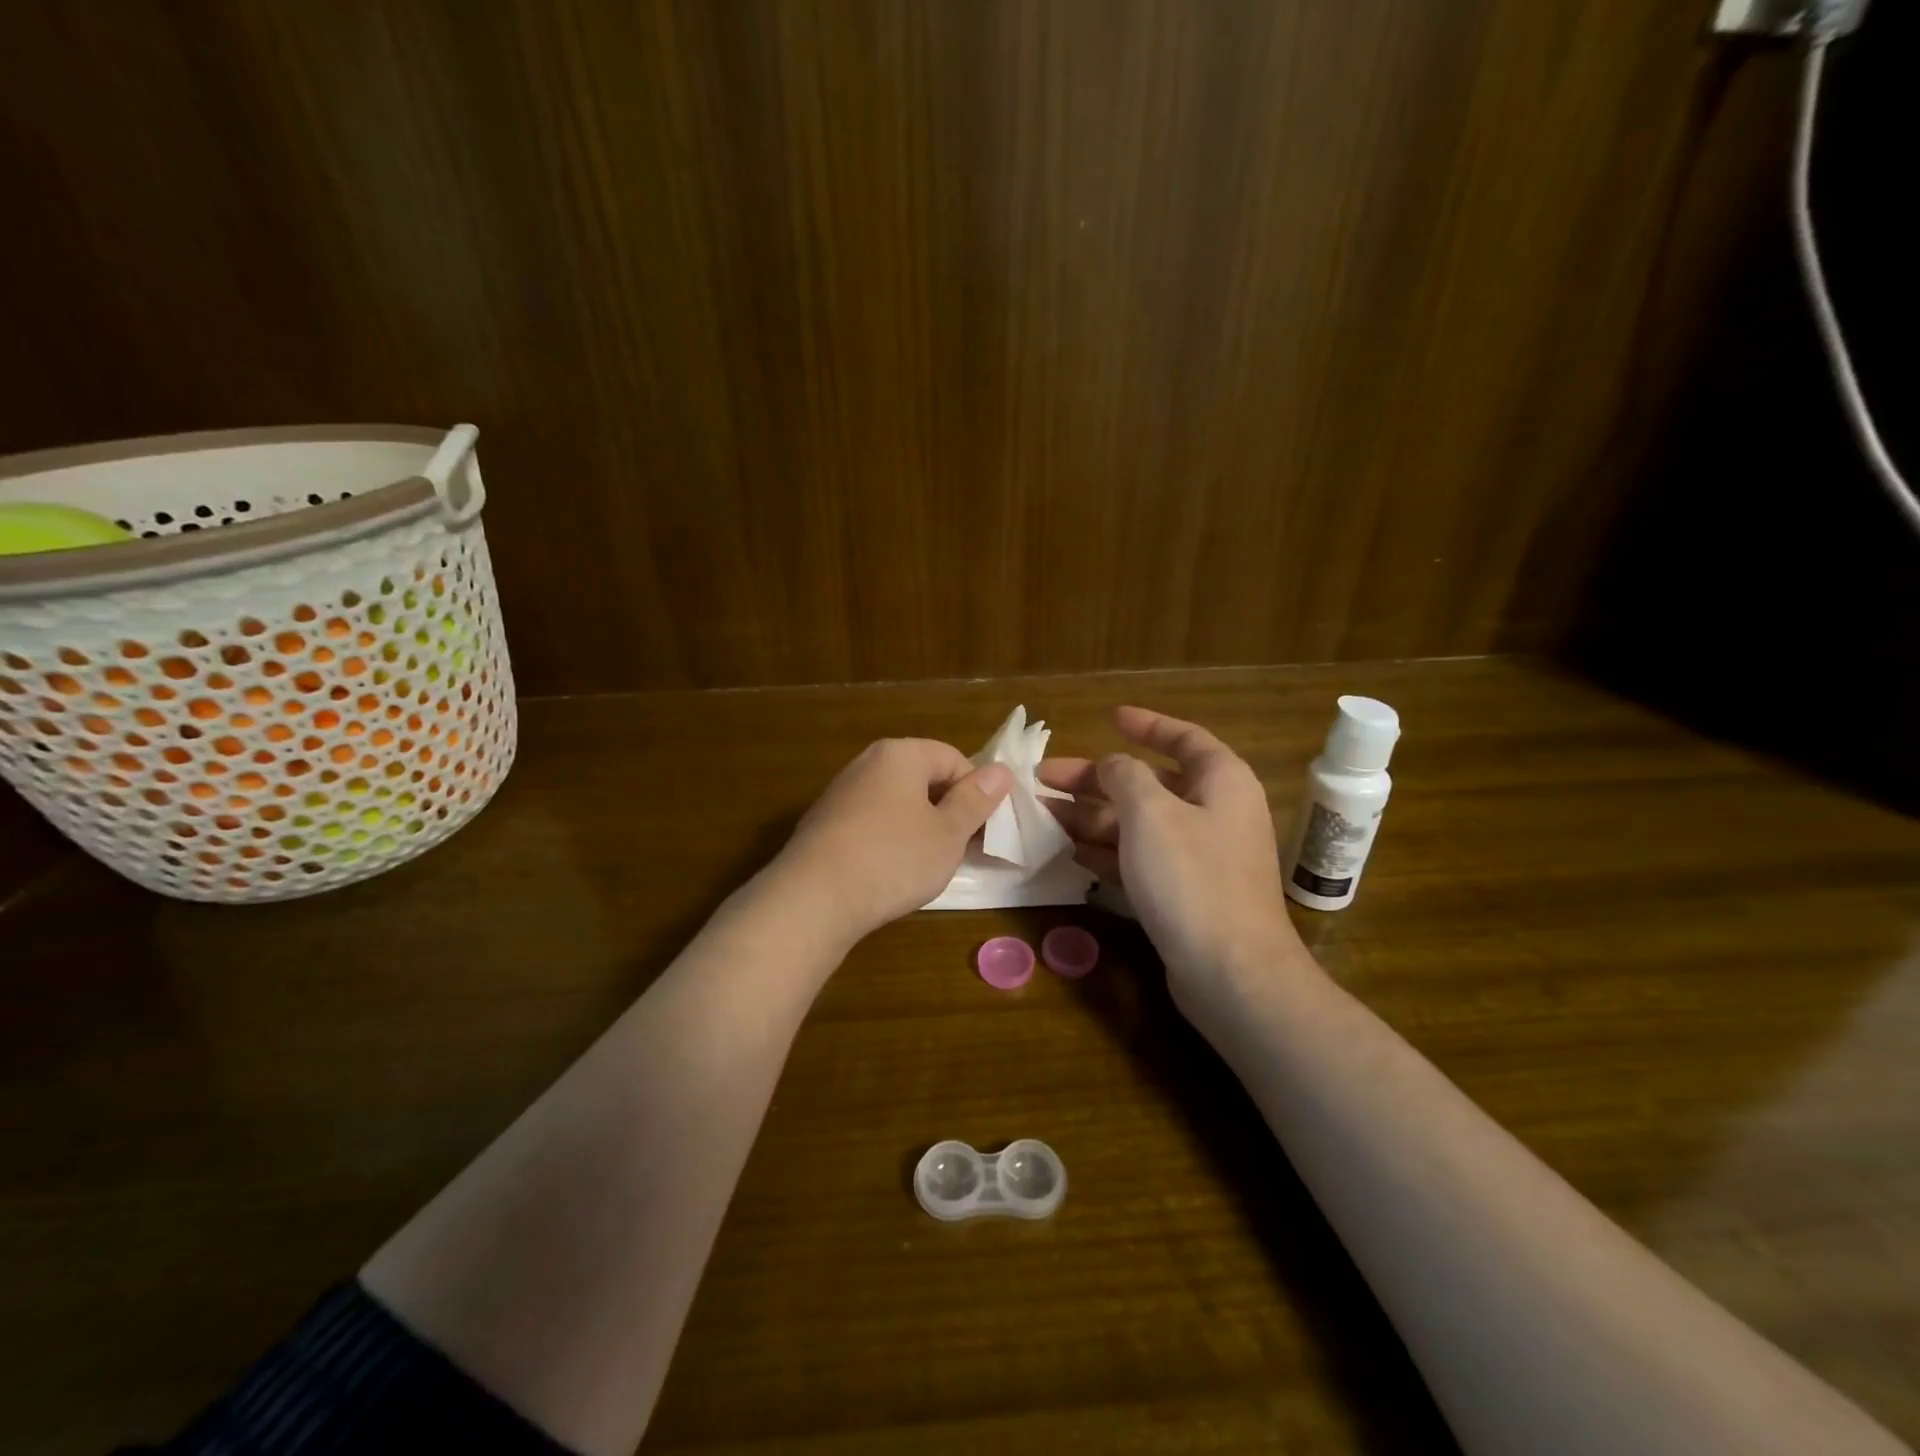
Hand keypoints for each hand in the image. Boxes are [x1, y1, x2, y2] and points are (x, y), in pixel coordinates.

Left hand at [771, 738, 1011, 946]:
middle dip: (946, 810)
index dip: (975, 793)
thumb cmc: (893, 859)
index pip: (953, 758)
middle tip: (958, 849)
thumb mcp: (948, 833)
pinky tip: (888, 873)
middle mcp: (867, 763)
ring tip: (925, 865)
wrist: (813, 898)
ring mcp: (840, 793)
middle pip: (923, 778)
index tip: (982, 830)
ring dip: (918, 828)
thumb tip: (1001, 770)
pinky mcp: (823, 823)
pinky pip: (870, 822)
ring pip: (896, 802)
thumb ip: (976, 800)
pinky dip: (887, 841)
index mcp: (900, 754)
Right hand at [1040, 707, 1310, 1018]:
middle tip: (1044, 777)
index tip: (1111, 717)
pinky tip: (1073, 853)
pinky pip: (1141, 859)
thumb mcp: (1150, 813)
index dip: (1147, 725)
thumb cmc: (1192, 878)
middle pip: (1148, 783)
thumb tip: (1111, 765)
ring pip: (1139, 824)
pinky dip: (1108, 852)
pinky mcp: (1186, 894)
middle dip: (1096, 779)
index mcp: (1220, 782)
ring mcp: (1201, 857)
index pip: (1183, 738)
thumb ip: (1124, 776)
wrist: (1232, 973)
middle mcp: (1214, 813)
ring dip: (1093, 817)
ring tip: (1044, 814)